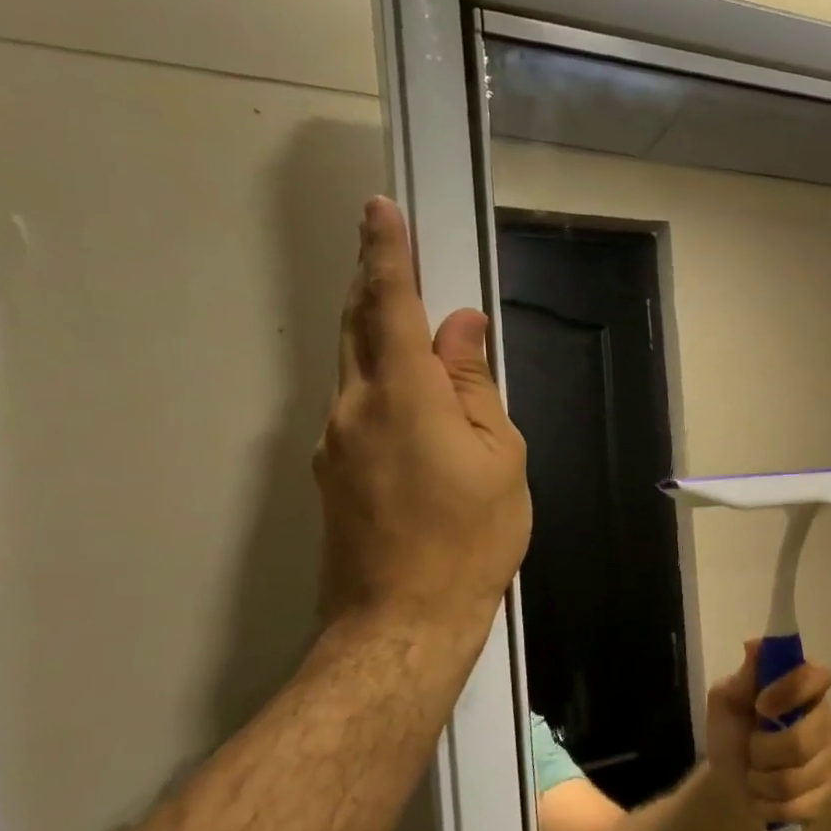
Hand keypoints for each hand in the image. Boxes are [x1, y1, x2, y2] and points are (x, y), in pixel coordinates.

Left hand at [314, 197, 530, 653]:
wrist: (403, 619)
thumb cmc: (471, 536)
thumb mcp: (498, 456)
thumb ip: (474, 386)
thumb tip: (461, 328)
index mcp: (403, 396)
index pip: (392, 306)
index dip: (388, 254)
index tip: (380, 211)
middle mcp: (354, 407)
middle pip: (358, 327)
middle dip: (373, 283)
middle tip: (389, 250)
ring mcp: (333, 442)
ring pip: (353, 367)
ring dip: (376, 332)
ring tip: (409, 322)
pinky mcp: (331, 472)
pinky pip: (356, 405)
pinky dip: (380, 380)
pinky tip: (411, 399)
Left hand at [706, 643, 830, 830]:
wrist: (729, 782)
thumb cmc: (731, 732)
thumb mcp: (726, 701)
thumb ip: (743, 676)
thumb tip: (754, 645)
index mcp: (805, 686)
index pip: (818, 676)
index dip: (791, 691)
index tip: (761, 705)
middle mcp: (828, 716)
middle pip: (804, 738)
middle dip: (764, 750)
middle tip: (752, 747)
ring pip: (797, 778)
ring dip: (762, 781)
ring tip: (756, 774)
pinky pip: (801, 806)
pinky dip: (770, 805)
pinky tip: (765, 797)